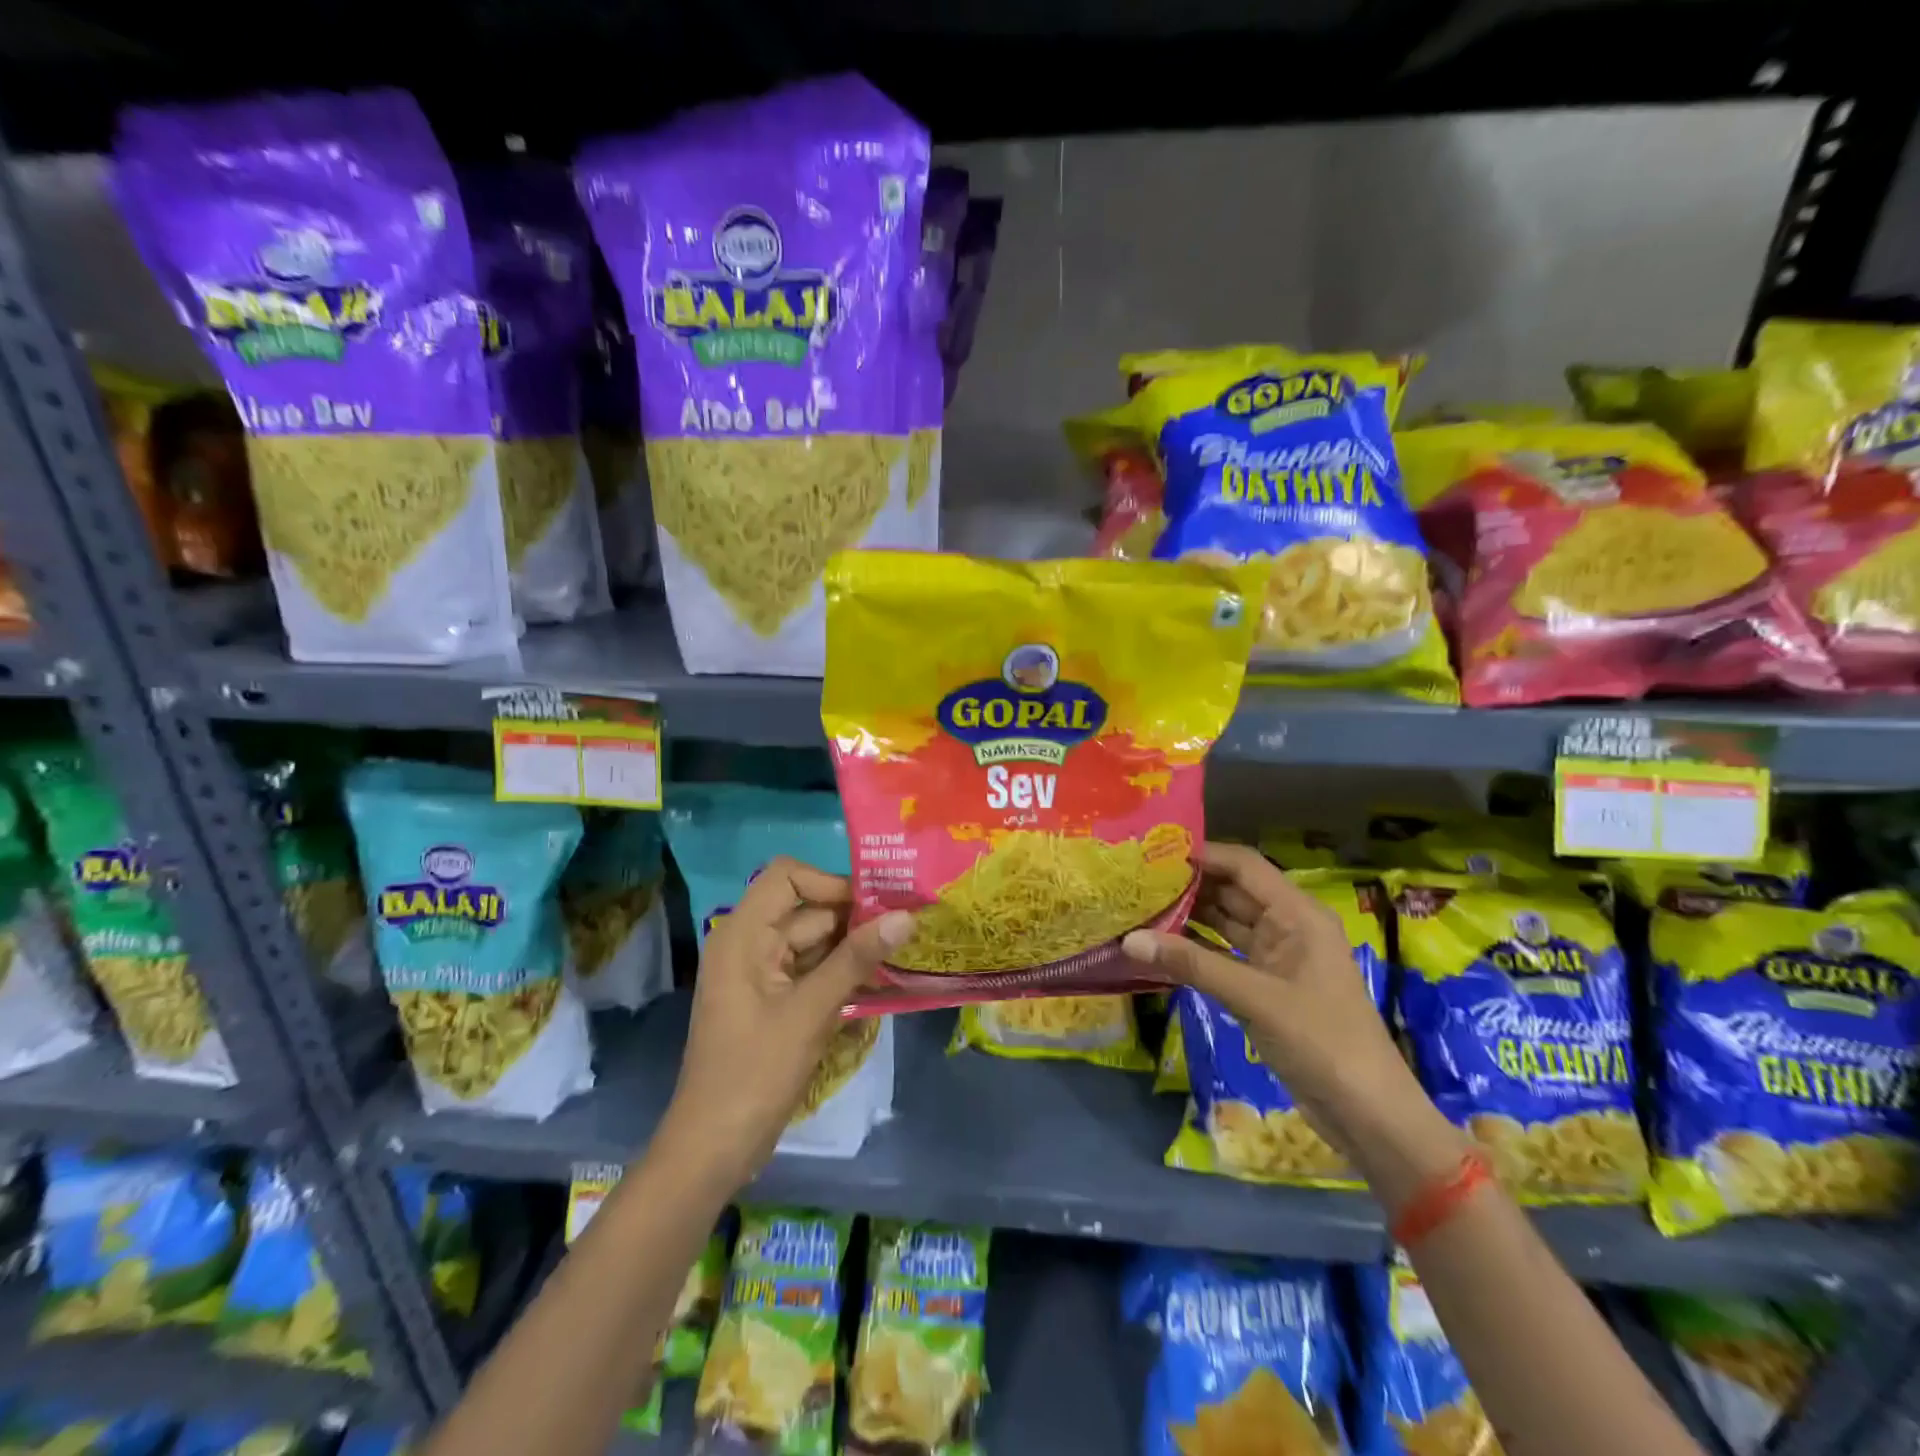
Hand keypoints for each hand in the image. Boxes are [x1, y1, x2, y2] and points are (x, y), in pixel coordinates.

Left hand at [661, 857, 912, 1187]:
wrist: (714, 1149)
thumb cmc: (755, 1072)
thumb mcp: (811, 1011)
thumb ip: (857, 959)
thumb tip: (906, 916)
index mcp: (744, 934)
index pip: (788, 876)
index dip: (830, 882)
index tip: (874, 905)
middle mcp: (750, 944)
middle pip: (808, 910)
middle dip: (856, 918)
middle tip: (908, 928)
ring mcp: (763, 974)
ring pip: (817, 942)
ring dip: (855, 948)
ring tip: (905, 953)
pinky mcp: (775, 1001)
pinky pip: (814, 971)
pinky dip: (844, 974)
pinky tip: (883, 983)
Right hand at [1121, 842, 1422, 1158]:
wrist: (1368, 1114)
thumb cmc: (1321, 1041)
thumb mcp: (1254, 997)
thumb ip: (1191, 964)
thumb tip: (1128, 939)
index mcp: (1298, 914)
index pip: (1244, 866)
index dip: (1203, 855)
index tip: (1153, 852)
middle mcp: (1287, 926)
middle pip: (1232, 891)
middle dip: (1188, 885)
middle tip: (1136, 879)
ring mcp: (1277, 958)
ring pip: (1226, 923)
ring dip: (1188, 917)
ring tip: (1139, 906)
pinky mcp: (1266, 987)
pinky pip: (1224, 956)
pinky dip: (1196, 950)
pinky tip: (1160, 946)